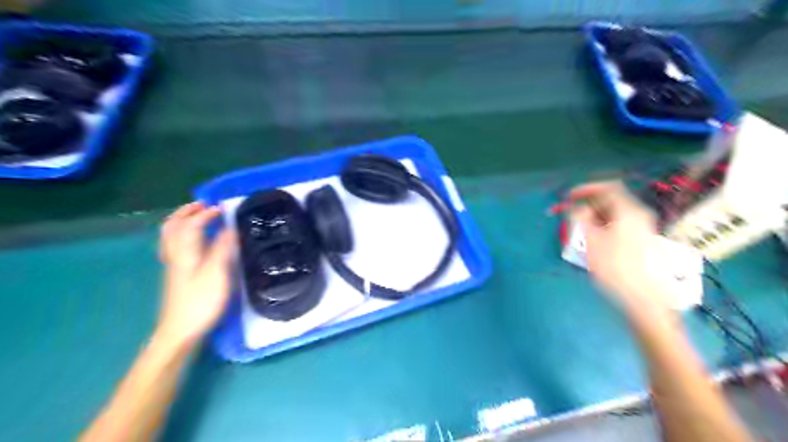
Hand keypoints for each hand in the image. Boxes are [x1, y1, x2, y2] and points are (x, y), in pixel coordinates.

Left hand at [156, 203, 232, 350]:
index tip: (224, 208)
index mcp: (185, 252)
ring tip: (199, 217)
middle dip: (187, 212)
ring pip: (171, 236)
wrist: (180, 331)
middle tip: (204, 205)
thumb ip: (223, 249)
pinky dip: (184, 235)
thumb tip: (230, 228)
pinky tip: (197, 242)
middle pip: (173, 226)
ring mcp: (174, 265)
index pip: (191, 224)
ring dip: (183, 221)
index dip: (207, 213)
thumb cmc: (201, 302)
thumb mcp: (217, 274)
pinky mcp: (177, 274)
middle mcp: (175, 255)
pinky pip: (176, 245)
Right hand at [570, 181, 673, 318]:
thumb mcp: (591, 240)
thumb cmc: (615, 266)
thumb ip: (582, 218)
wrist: (643, 297)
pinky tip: (592, 238)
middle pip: (611, 200)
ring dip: (593, 215)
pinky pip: (617, 224)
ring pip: (613, 213)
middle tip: (570, 213)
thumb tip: (577, 207)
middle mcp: (638, 215)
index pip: (608, 187)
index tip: (569, 196)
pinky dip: (602, 224)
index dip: (586, 188)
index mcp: (628, 210)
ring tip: (577, 227)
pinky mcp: (639, 240)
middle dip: (588, 203)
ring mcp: (641, 228)